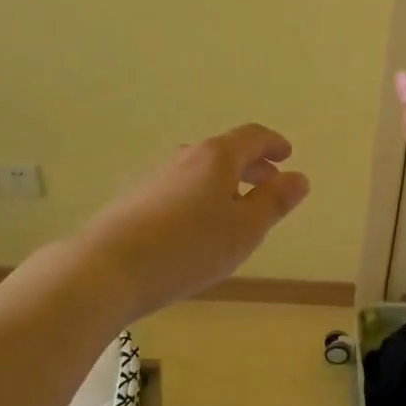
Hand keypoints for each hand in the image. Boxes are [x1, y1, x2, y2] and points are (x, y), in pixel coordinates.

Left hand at [72, 123, 310, 319]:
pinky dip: (200, 198)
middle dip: (252, 166)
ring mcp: (155, 176)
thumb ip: (275, 202)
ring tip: (236, 212)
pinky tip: (197, 229)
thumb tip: (299, 177)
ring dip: (225, 183)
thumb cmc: (188, 247)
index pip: (252, 136)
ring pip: (201, 171)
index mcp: (216, 156)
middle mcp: (185, 157)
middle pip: (225, 152)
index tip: (287, 155)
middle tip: (270, 185)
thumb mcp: (245, 229)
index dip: (273, 144)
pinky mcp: (135, 200)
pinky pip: (180, 189)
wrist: (106, 269)